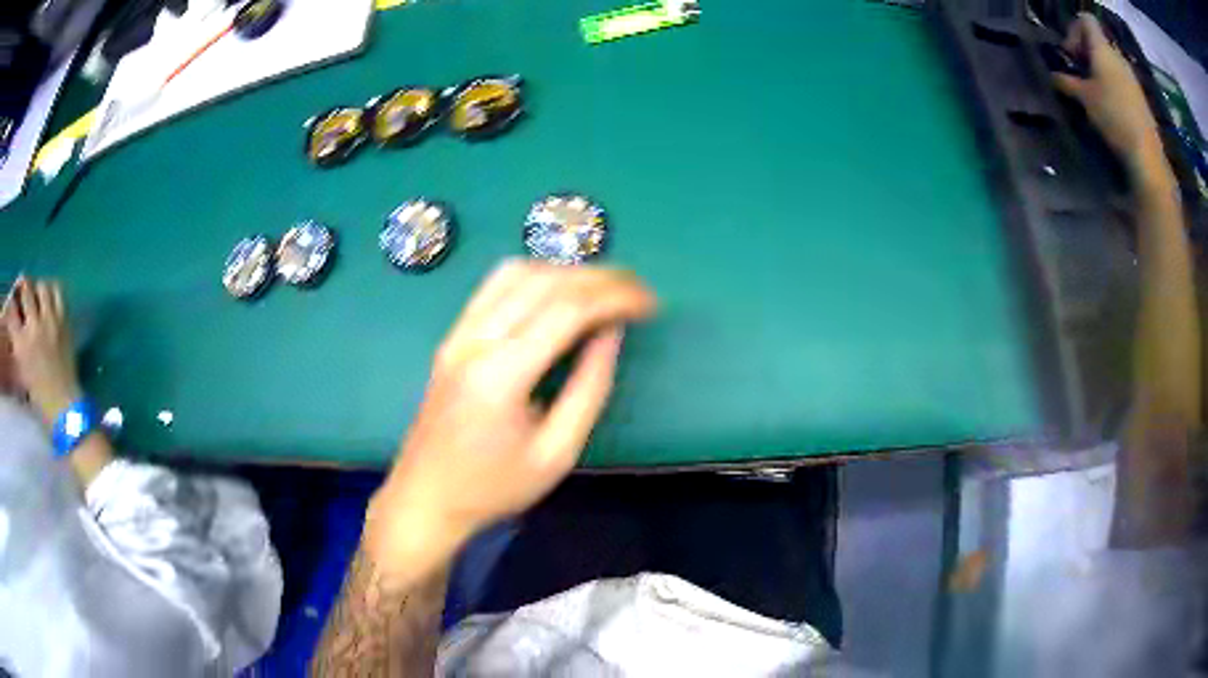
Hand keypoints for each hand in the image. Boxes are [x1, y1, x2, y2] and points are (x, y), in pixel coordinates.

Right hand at [2, 277, 81, 424]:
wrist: (63, 406)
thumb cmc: (39, 396)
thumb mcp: (22, 370)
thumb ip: (17, 344)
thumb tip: (16, 322)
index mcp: (21, 345)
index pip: (12, 311)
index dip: (11, 303)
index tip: (13, 302)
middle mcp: (33, 328)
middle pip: (26, 290)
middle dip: (23, 288)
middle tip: (24, 293)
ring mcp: (49, 322)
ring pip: (42, 286)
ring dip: (37, 288)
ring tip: (37, 296)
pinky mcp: (64, 321)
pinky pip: (58, 292)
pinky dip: (52, 289)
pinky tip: (49, 298)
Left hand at [365, 261, 656, 573]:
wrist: (426, 497)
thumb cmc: (494, 487)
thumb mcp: (557, 453)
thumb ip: (589, 388)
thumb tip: (612, 333)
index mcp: (501, 376)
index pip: (566, 310)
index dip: (615, 297)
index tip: (650, 303)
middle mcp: (474, 341)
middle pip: (544, 281)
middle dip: (599, 277)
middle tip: (637, 290)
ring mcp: (457, 334)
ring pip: (516, 273)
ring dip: (566, 271)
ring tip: (603, 288)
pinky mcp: (452, 336)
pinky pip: (494, 286)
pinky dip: (535, 276)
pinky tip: (558, 291)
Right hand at [1053, 14, 1163, 171]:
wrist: (1147, 156)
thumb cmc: (1114, 117)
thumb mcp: (1085, 99)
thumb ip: (1067, 83)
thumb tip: (1052, 76)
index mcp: (1102, 47)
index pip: (1086, 19)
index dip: (1075, 29)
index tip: (1072, 54)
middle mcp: (1118, 56)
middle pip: (1099, 41)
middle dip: (1089, 53)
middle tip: (1082, 73)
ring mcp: (1132, 78)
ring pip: (1112, 62)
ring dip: (1103, 71)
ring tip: (1097, 93)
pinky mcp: (1141, 99)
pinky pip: (1124, 81)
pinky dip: (1116, 87)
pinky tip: (1113, 108)